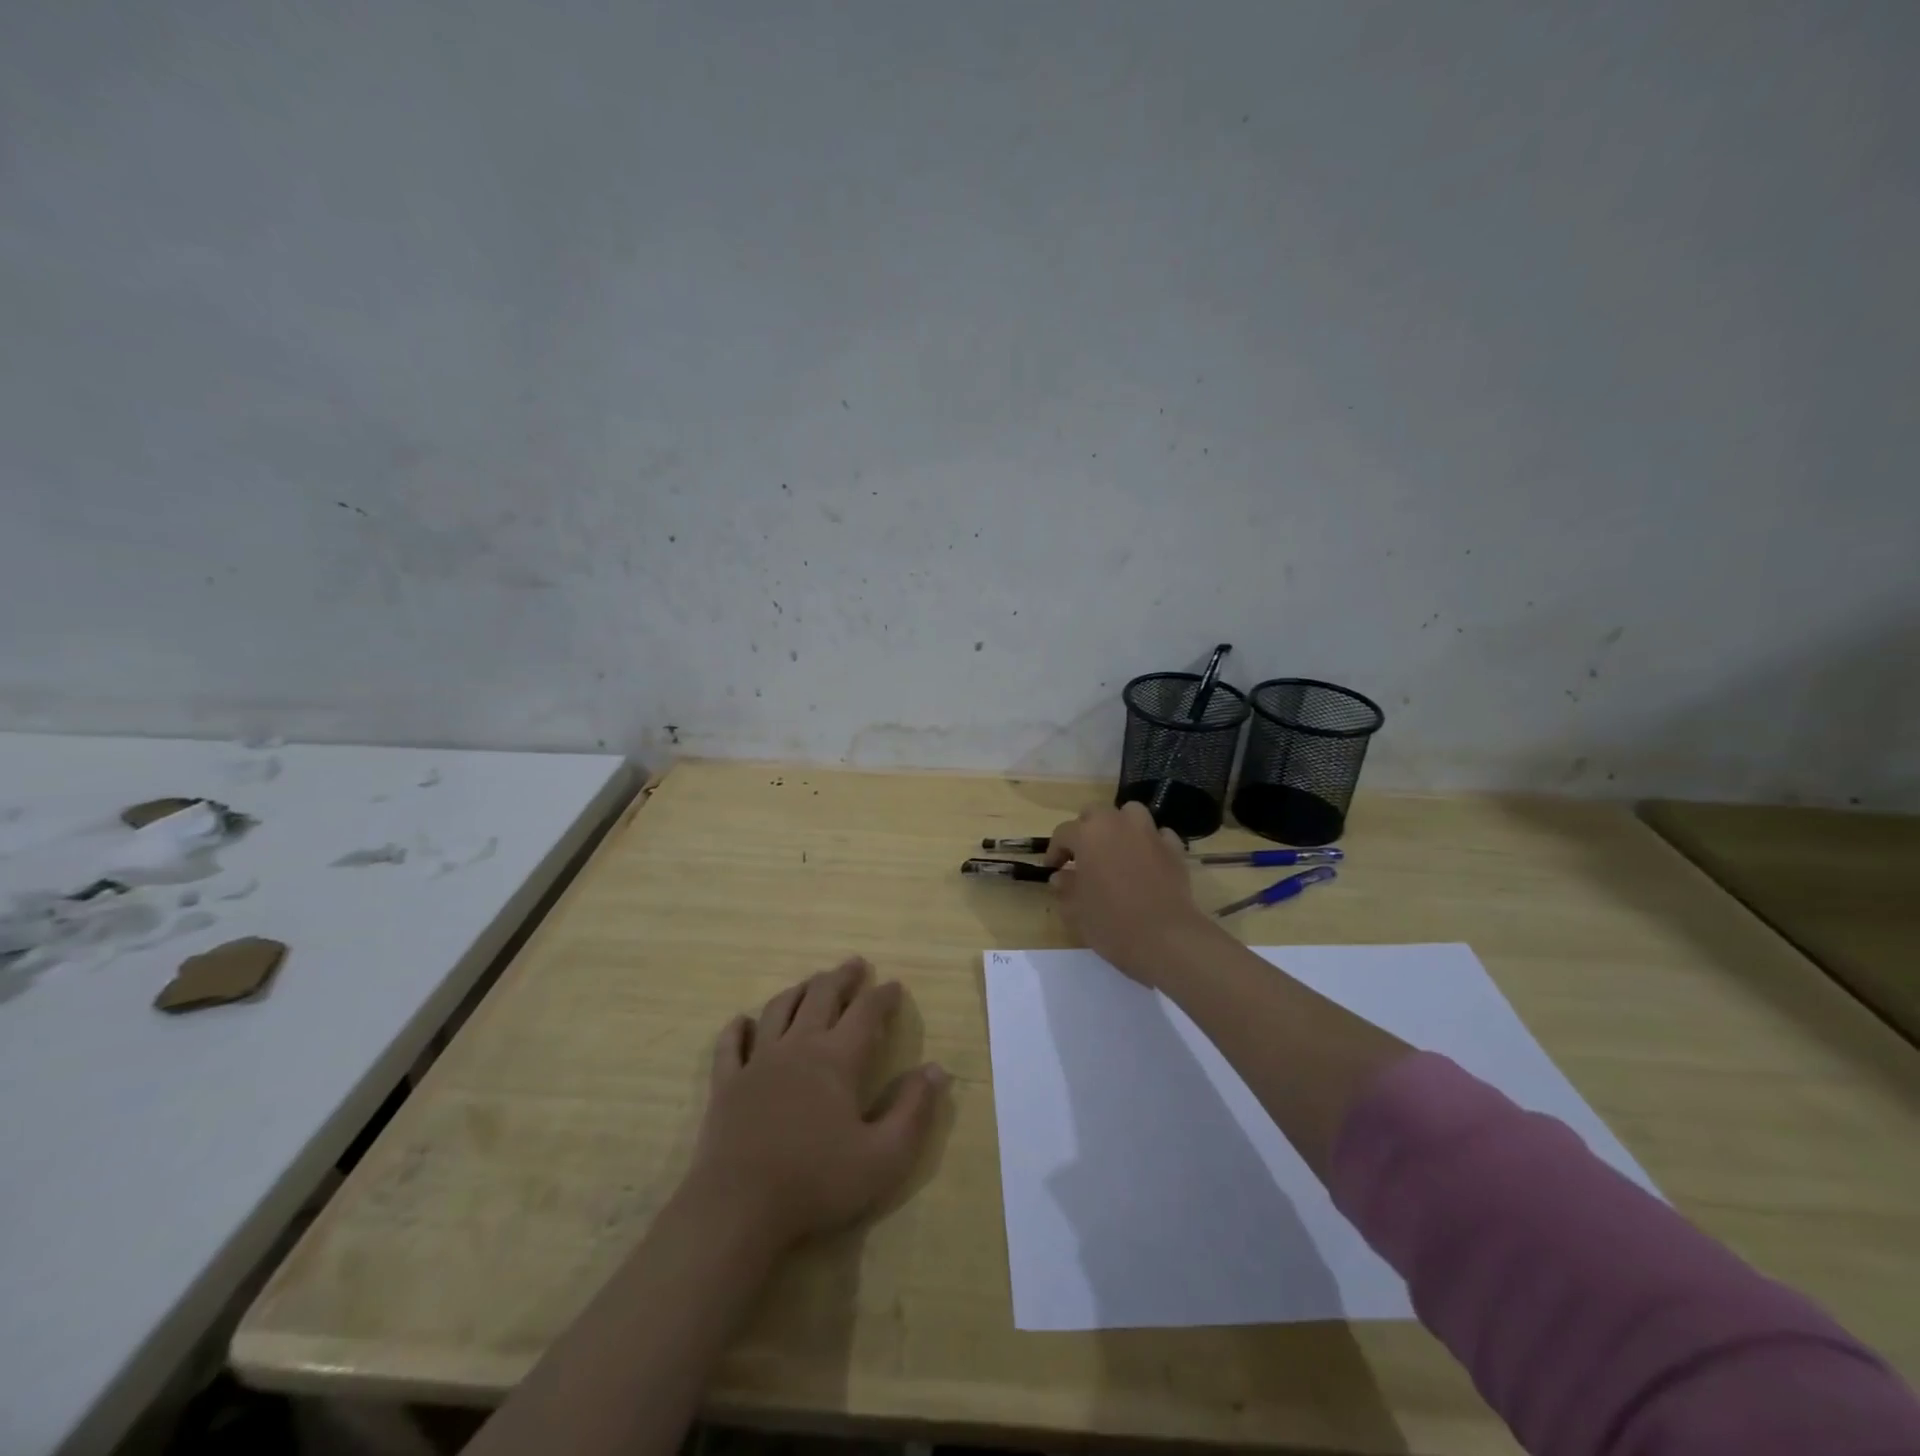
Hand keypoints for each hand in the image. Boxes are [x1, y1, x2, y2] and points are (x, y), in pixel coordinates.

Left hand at [686, 957, 946, 1252]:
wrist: (738, 1210)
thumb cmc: (817, 1183)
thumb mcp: (884, 1157)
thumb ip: (913, 1111)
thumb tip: (936, 1069)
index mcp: (837, 1059)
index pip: (866, 1013)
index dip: (883, 996)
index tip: (894, 986)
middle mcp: (798, 1047)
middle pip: (821, 996)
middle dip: (842, 977)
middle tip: (855, 964)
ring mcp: (757, 1062)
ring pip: (778, 1009)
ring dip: (799, 990)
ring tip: (811, 982)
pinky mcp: (726, 1083)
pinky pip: (731, 1044)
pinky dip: (738, 1027)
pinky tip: (743, 1021)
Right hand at [1046, 802, 1218, 986]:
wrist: (1166, 938)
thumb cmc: (1112, 923)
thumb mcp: (1076, 910)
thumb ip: (1066, 888)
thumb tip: (1061, 877)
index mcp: (1088, 835)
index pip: (1063, 833)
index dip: (1055, 851)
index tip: (1052, 868)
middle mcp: (1118, 824)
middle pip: (1096, 813)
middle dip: (1086, 829)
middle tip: (1083, 855)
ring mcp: (1149, 833)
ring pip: (1130, 814)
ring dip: (1120, 826)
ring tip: (1116, 849)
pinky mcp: (1174, 848)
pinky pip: (1159, 835)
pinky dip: (1150, 842)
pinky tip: (1147, 861)